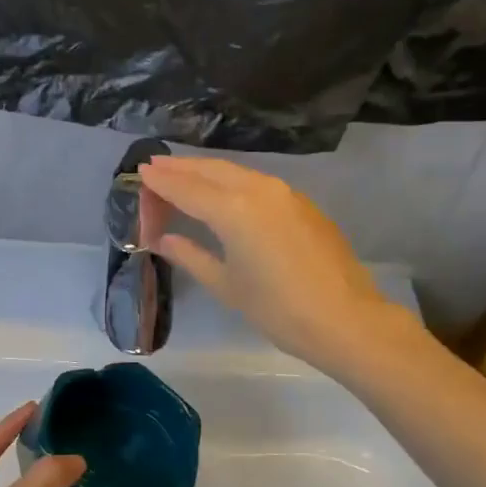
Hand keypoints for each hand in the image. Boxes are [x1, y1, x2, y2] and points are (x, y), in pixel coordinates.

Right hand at [137, 155, 411, 368]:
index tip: (140, 172)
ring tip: (183, 174)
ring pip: (236, 172)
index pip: (186, 188)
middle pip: (211, 170)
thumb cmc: (278, 310)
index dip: (161, 181)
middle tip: (155, 167)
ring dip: (206, 171)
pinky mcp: (301, 203)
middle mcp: (257, 190)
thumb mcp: (226, 285)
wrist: (345, 319)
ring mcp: (284, 193)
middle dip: (181, 168)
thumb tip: (163, 240)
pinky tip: (223, 192)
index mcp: (233, 210)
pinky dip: (231, 181)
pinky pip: (256, 182)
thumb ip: (190, 256)